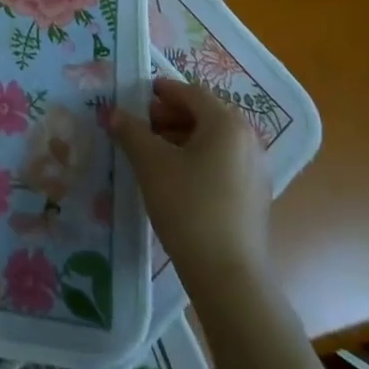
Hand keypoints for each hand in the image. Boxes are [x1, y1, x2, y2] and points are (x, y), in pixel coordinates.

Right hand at [111, 76, 271, 277]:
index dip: (161, 92)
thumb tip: (112, 112)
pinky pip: (223, 162)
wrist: (228, 276)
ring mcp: (256, 169)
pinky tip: (175, 178)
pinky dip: (198, 158)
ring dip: (181, 137)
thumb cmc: (188, 207)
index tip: (136, 98)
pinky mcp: (254, 195)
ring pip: (213, 140)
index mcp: (226, 123)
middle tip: (140, 126)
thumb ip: (130, 130)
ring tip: (152, 153)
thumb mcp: (150, 163)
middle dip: (169, 116)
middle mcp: (248, 139)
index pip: (190, 92)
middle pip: (204, 114)